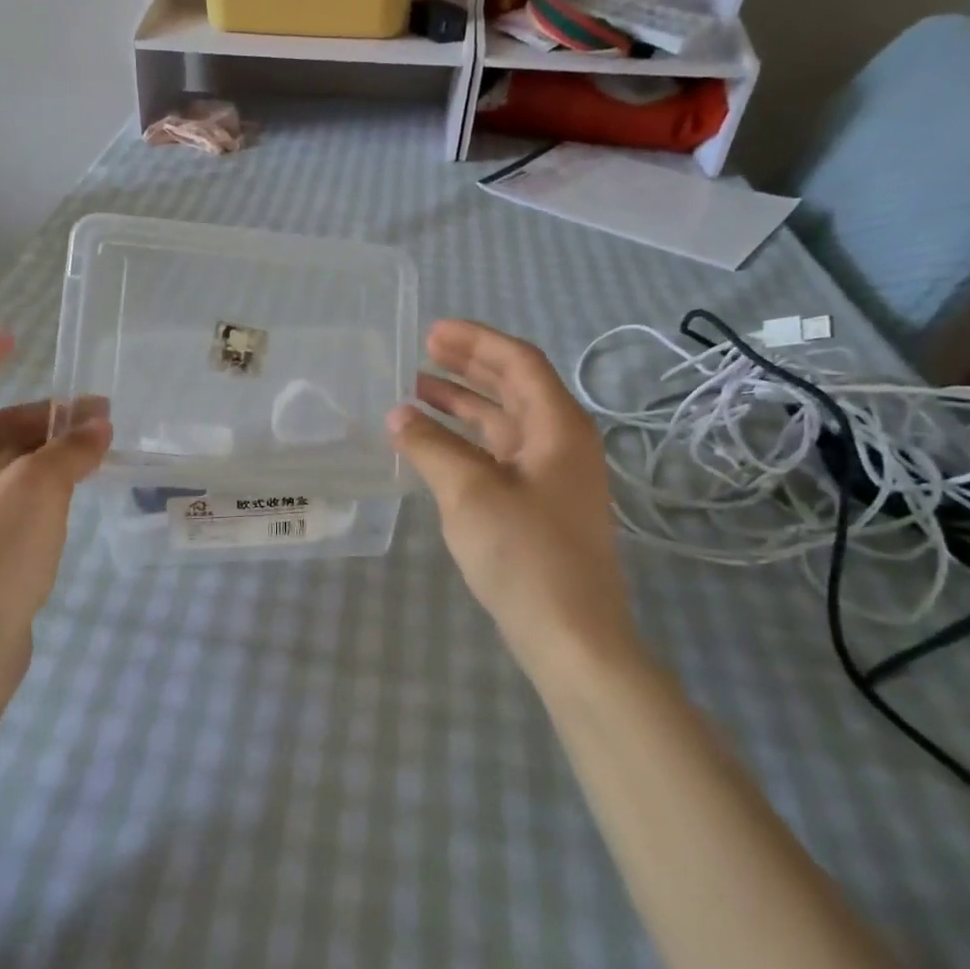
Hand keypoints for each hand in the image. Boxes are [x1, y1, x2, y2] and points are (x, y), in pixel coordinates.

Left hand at [0, 333, 110, 682]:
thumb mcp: (36, 490)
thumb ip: (69, 450)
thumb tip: (98, 427)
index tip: (15, 341)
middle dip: (43, 419)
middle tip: (97, 416)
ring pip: (5, 468)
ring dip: (48, 453)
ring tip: (97, 452)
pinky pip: (10, 500)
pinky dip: (42, 486)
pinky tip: (75, 491)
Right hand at [388, 320, 640, 680]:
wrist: (571, 635)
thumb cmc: (525, 555)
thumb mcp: (469, 493)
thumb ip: (431, 447)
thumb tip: (398, 416)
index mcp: (558, 428)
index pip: (519, 363)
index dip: (476, 342)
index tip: (431, 332)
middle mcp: (561, 444)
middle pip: (514, 388)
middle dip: (468, 368)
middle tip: (421, 353)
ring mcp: (551, 477)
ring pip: (504, 424)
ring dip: (463, 405)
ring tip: (416, 392)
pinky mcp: (538, 506)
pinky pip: (498, 456)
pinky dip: (466, 442)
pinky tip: (432, 445)